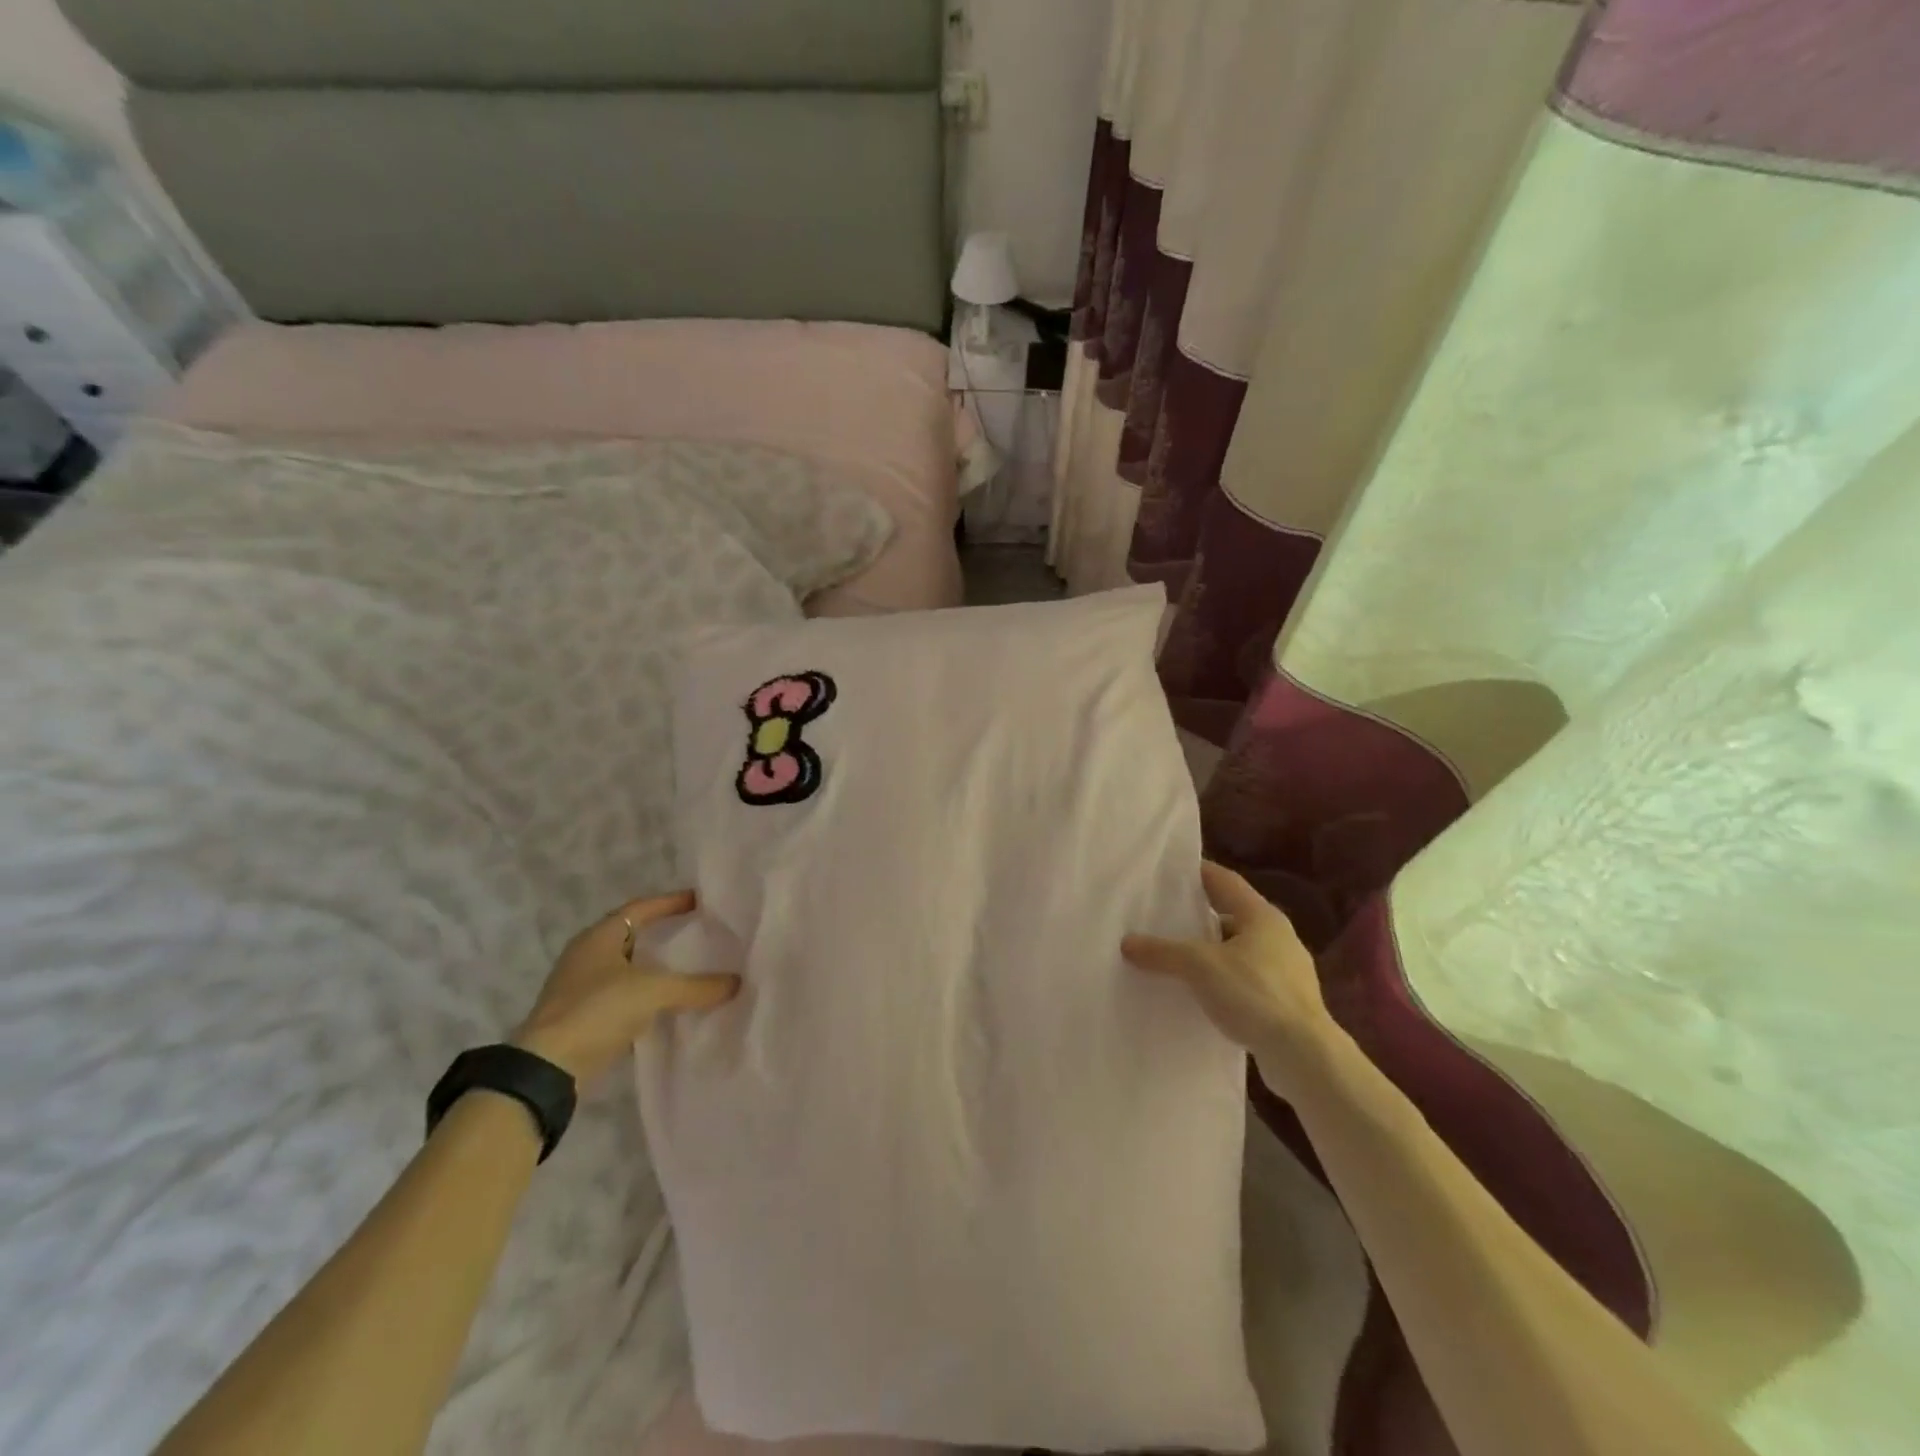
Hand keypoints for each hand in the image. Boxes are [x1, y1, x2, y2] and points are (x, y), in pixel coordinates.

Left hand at [511, 891, 737, 1086]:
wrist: (548, 1069)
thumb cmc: (597, 1010)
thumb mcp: (653, 991)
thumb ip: (696, 986)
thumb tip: (736, 982)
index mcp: (598, 937)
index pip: (640, 909)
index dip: (669, 902)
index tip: (699, 901)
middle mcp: (587, 956)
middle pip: (633, 936)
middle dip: (664, 935)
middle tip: (698, 933)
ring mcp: (581, 988)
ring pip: (628, 968)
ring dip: (656, 968)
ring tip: (690, 967)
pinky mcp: (583, 1017)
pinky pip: (624, 996)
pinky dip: (647, 995)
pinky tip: (669, 1003)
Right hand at [1123, 861, 1333, 1072]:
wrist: (1305, 1057)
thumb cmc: (1254, 994)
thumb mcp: (1199, 966)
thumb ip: (1162, 951)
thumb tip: (1127, 942)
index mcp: (1262, 915)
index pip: (1224, 880)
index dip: (1196, 872)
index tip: (1168, 872)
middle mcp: (1278, 936)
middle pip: (1230, 915)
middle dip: (1198, 916)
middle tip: (1162, 916)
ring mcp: (1285, 970)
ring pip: (1238, 950)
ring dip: (1210, 951)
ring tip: (1175, 957)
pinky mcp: (1286, 1002)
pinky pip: (1245, 980)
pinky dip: (1222, 980)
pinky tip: (1200, 993)